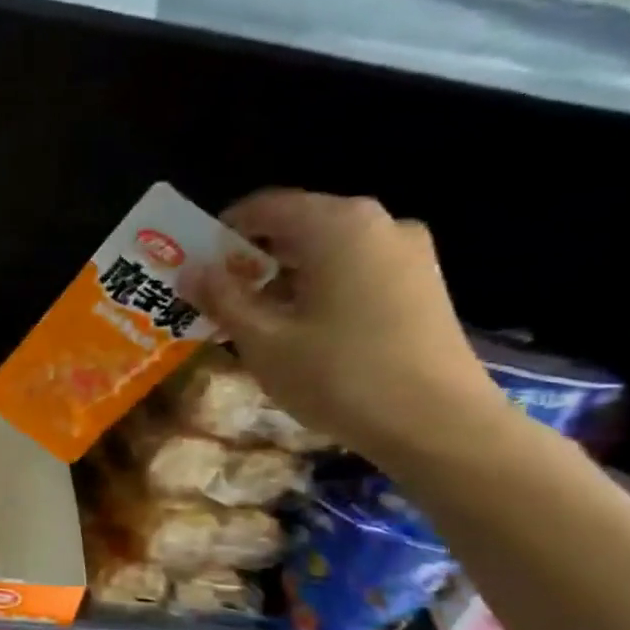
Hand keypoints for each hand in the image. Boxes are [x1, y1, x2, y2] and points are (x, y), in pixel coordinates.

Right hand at [183, 189, 505, 464]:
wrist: (437, 423)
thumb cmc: (338, 375)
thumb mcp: (263, 340)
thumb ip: (222, 298)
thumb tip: (191, 271)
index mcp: (337, 226)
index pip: (265, 206)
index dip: (221, 230)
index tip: (193, 264)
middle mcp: (377, 224)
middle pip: (297, 225)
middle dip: (250, 257)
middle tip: (214, 296)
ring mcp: (406, 253)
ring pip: (325, 250)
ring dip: (281, 276)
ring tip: (251, 318)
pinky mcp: (419, 283)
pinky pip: (352, 269)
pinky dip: (315, 287)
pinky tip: (297, 328)